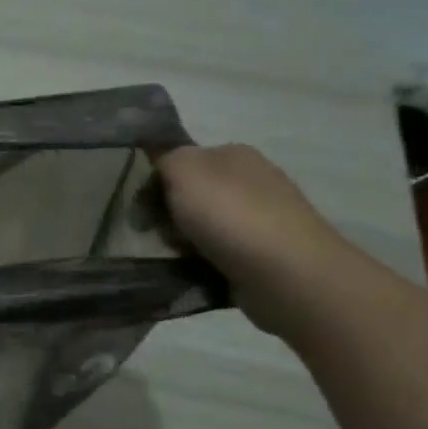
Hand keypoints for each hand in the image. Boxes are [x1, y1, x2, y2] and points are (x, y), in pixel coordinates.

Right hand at [157, 144, 364, 337]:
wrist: (286, 273)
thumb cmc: (230, 214)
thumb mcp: (184, 170)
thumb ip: (166, 158)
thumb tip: (162, 168)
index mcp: (235, 155)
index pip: (181, 161)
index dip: (156, 182)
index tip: (141, 206)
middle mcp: (252, 181)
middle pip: (190, 195)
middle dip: (169, 215)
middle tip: (157, 234)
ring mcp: (262, 218)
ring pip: (202, 226)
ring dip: (183, 242)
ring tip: (175, 257)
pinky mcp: (264, 253)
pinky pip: (218, 254)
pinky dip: (203, 262)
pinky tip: (196, 271)